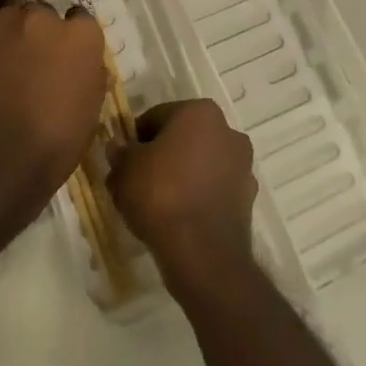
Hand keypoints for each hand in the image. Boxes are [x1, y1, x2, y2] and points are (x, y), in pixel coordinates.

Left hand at [0, 0, 108, 237]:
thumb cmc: (53, 147)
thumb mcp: (89, 113)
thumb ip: (88, 77)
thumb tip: (85, 64)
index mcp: (81, 38)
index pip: (81, 19)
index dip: (72, 34)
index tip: (65, 50)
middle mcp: (45, 18)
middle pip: (44, 8)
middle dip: (41, 24)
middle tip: (32, 47)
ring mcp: (4, 19)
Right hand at [109, 99, 257, 286]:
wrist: (202, 253)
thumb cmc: (160, 195)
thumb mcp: (125, 169)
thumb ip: (120, 152)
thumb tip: (118, 147)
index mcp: (199, 112)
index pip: (157, 116)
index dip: (136, 138)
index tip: (124, 160)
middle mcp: (227, 131)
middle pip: (182, 138)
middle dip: (161, 155)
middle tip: (137, 180)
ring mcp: (242, 166)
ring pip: (200, 164)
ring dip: (181, 175)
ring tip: (155, 203)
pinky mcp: (247, 198)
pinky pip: (213, 188)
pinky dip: (197, 196)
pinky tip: (178, 217)